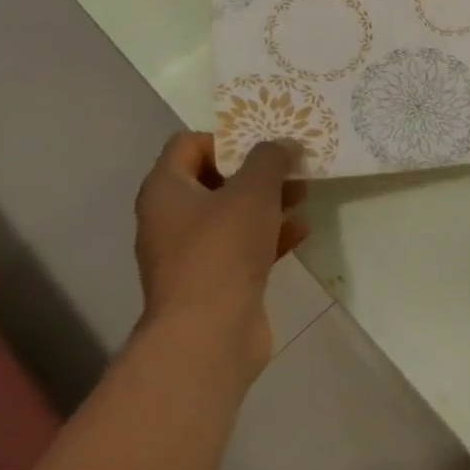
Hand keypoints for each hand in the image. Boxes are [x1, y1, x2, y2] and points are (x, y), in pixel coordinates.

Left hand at [132, 132, 306, 376]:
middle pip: (215, 178)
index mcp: (166, 190)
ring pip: (233, 214)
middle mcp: (170, 218)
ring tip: (304, 194)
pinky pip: (243, 246)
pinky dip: (270, 235)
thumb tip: (284, 143)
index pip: (189, 144)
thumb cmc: (223, 250)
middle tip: (293, 165)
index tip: (266, 142)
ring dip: (268, 202)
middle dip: (257, 171)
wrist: (209, 333)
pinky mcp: (214, 280)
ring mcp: (191, 253)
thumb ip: (270, 159)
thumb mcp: (253, 191)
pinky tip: (302, 230)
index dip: (228, 136)